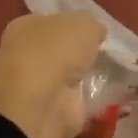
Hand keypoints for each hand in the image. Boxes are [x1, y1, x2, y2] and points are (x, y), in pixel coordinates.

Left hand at [0, 12, 105, 137]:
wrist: (40, 103)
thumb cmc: (55, 51)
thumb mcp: (83, 23)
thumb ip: (91, 25)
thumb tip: (96, 32)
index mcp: (25, 27)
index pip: (50, 23)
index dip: (72, 25)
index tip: (95, 32)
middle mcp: (25, 56)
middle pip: (58, 52)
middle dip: (78, 54)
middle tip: (106, 54)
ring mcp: (36, 88)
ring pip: (66, 78)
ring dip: (84, 79)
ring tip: (113, 75)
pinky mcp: (50, 113)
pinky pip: (76, 103)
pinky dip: (90, 102)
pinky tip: (110, 97)